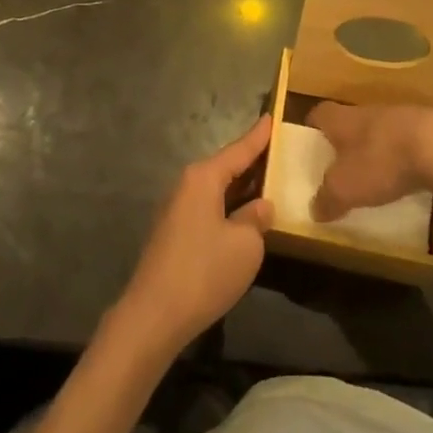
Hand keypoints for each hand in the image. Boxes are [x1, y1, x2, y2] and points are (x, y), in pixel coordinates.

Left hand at [116, 116, 274, 354]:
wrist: (154, 315)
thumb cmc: (204, 271)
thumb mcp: (245, 245)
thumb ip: (256, 219)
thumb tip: (260, 207)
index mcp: (203, 178)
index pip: (238, 150)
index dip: (258, 136)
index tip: (272, 117)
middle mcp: (186, 185)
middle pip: (225, 167)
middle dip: (250, 162)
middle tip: (278, 153)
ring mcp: (177, 210)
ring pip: (216, 190)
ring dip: (240, 189)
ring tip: (268, 184)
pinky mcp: (174, 234)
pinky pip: (208, 209)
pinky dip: (228, 208)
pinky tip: (243, 219)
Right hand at [310, 103, 432, 220]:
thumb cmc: (381, 161)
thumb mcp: (344, 188)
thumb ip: (327, 198)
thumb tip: (314, 209)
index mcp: (342, 119)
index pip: (319, 114)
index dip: (312, 128)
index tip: (310, 145)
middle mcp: (367, 111)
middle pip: (350, 122)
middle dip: (346, 142)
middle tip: (341, 166)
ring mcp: (401, 116)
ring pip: (381, 130)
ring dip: (377, 149)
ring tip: (376, 175)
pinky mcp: (429, 127)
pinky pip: (409, 141)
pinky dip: (405, 156)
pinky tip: (409, 176)